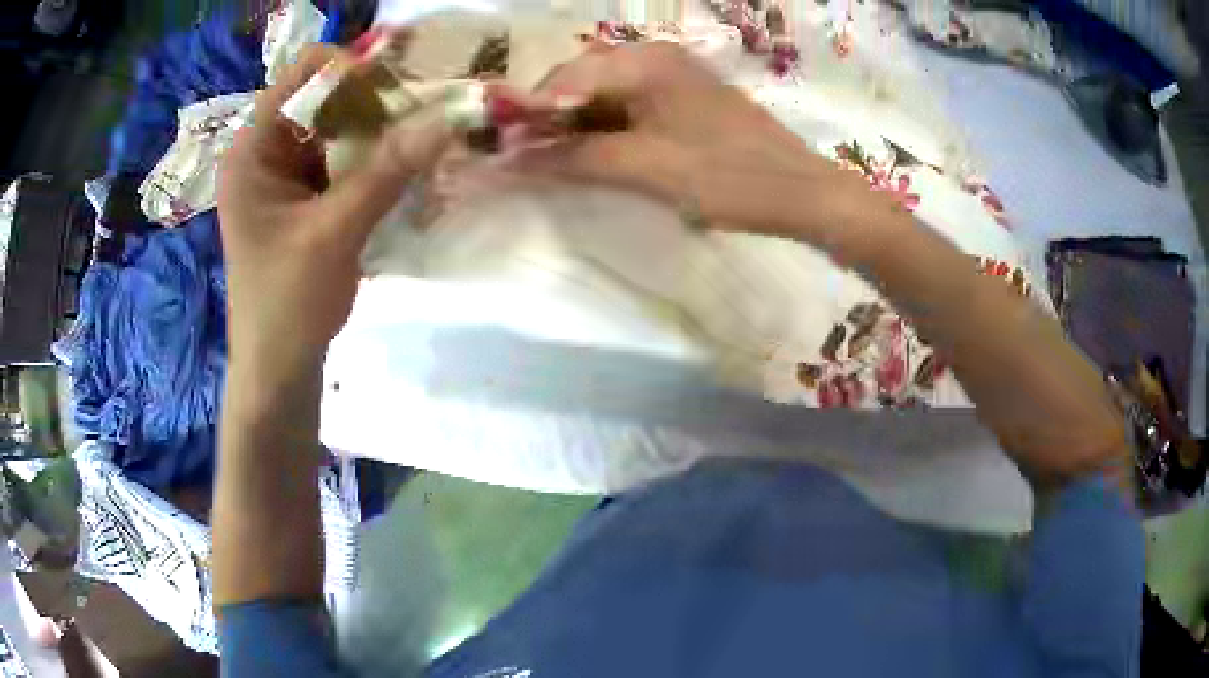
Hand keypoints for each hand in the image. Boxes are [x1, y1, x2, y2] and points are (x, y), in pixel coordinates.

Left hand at [218, 45, 451, 379]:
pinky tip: (401, 171)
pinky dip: (372, 159)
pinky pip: (341, 158)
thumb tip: (449, 116)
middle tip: (422, 116)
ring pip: (337, 127)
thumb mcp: (335, 233)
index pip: (304, 73)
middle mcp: (264, 150)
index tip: (401, 94)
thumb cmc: (287, 305)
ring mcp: (283, 175)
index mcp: (252, 149)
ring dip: (378, 131)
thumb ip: (388, 171)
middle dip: (373, 101)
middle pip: (324, 96)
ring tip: (418, 143)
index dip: (354, 70)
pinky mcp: (302, 197)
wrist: (278, 369)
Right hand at [515, 42, 857, 235]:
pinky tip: (603, 154)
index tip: (505, 151)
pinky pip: (631, 105)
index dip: (529, 114)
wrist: (802, 192)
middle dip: (552, 119)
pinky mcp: (686, 97)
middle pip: (582, 80)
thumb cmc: (728, 178)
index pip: (564, 78)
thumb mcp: (646, 169)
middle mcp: (656, 57)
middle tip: (533, 160)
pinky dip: (609, 128)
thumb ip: (575, 158)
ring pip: (605, 94)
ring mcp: (674, 76)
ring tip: (563, 163)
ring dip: (579, 125)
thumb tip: (510, 160)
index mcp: (645, 62)